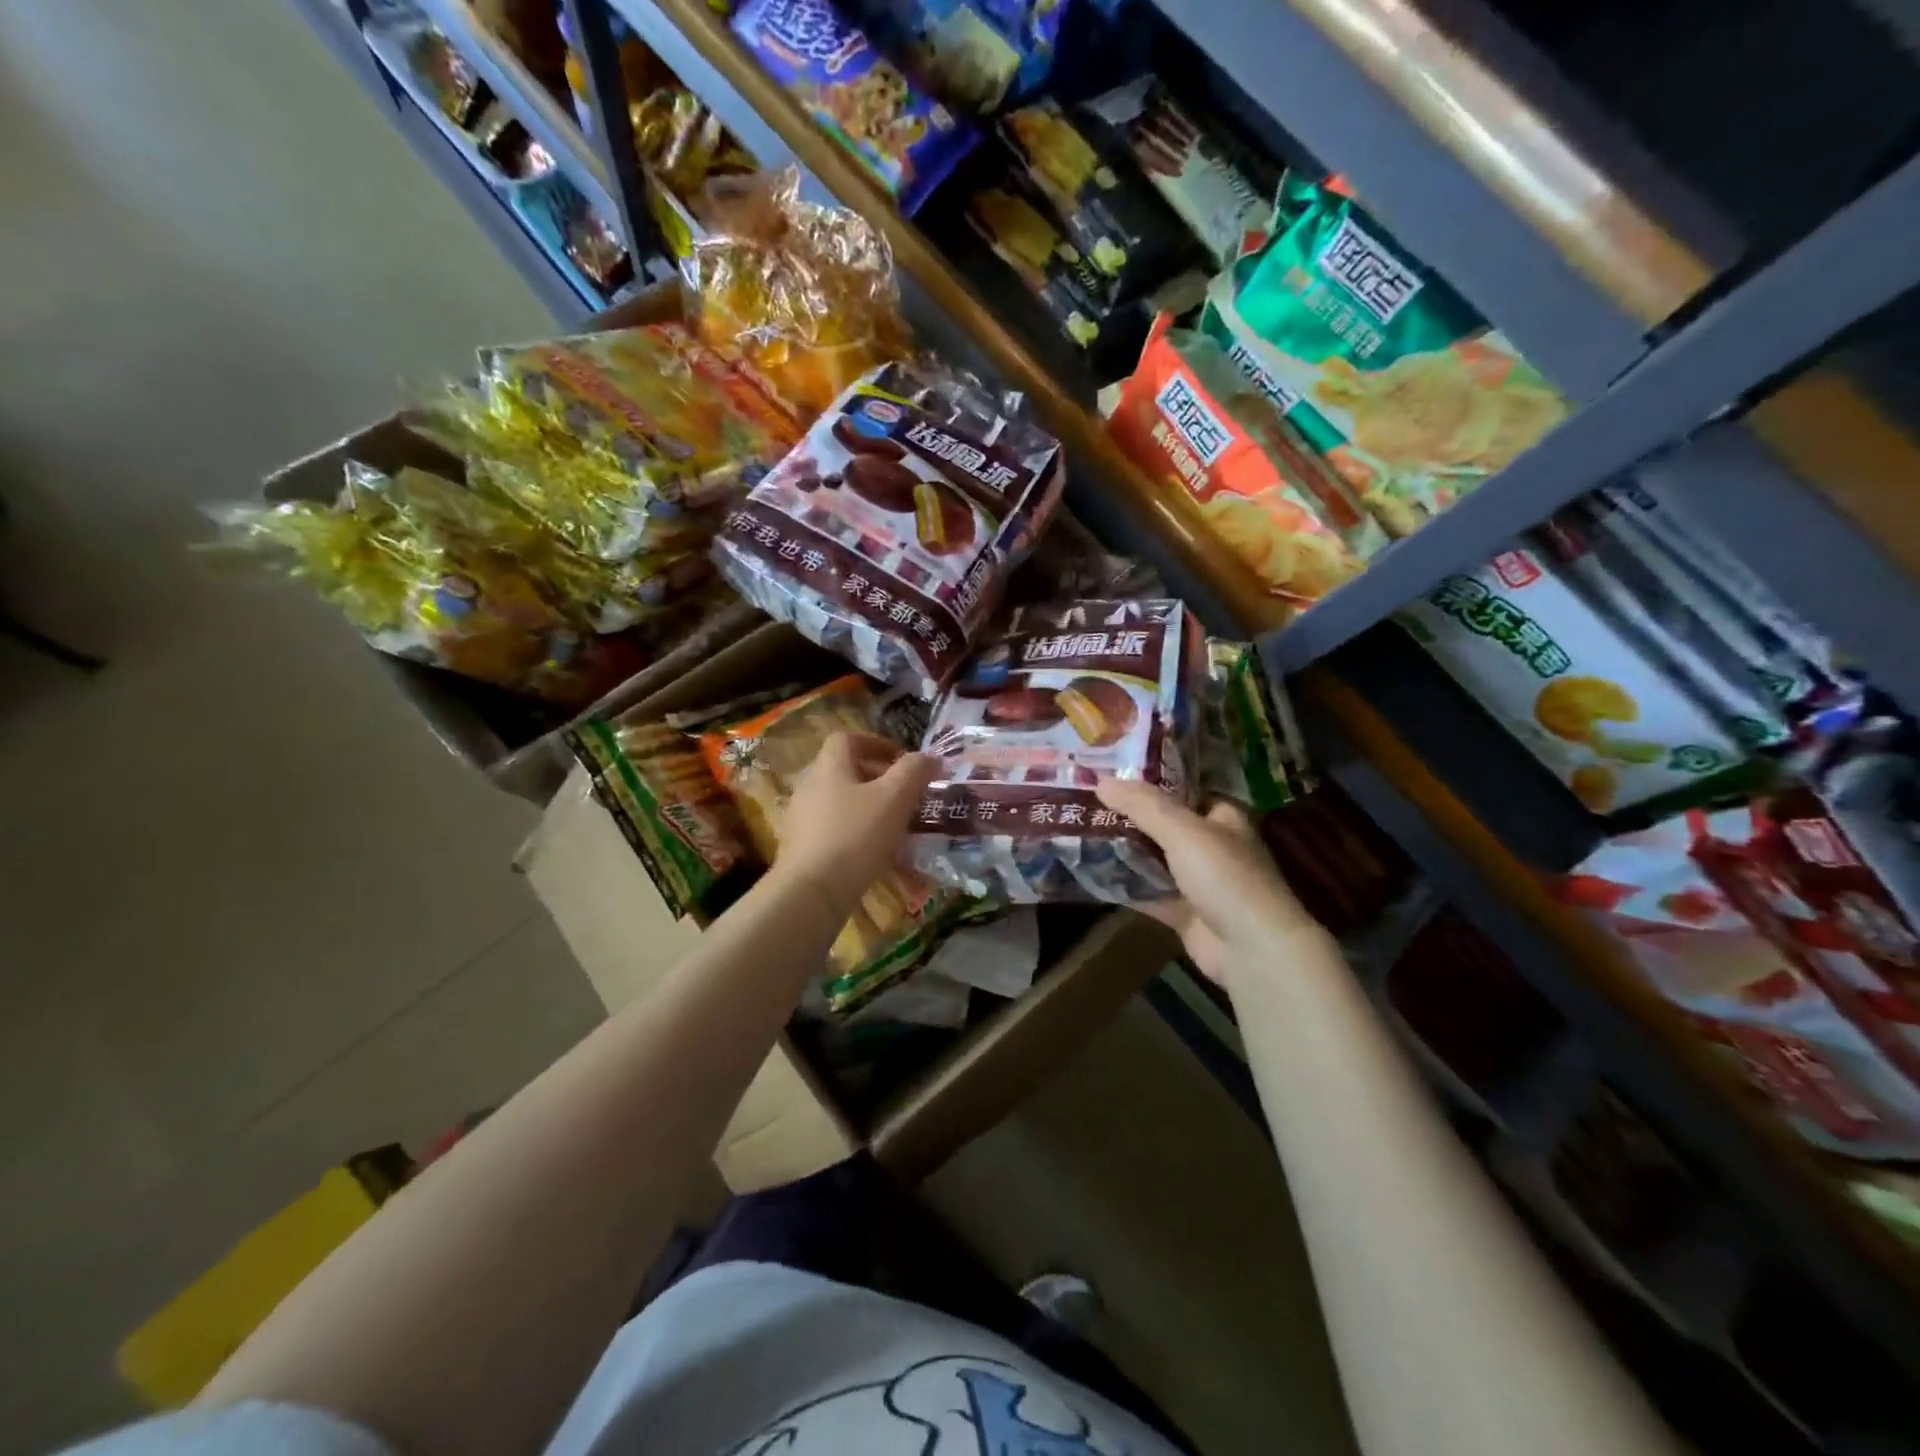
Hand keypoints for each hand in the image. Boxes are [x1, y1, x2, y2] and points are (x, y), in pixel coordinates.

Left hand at [775, 732, 936, 913]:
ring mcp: (801, 819)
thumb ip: (914, 772)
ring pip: (840, 802)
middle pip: (844, 770)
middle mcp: (809, 786)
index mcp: (829, 767)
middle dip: (877, 779)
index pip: (847, 739)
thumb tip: (930, 757)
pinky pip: (832, 829)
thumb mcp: (894, 799)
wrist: (811, 892)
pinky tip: (874, 854)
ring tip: (895, 827)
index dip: (876, 743)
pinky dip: (854, 833)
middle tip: (905, 796)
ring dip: (867, 808)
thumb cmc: (855, 836)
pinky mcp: (800, 848)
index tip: (901, 760)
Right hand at [1097, 778, 1324, 986]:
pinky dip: (1125, 886)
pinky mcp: (1184, 912)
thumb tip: (1101, 780)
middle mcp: (1211, 846)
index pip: (1181, 790)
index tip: (1109, 775)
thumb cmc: (1224, 876)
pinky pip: (1149, 893)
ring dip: (1124, 851)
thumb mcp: (1182, 830)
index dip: (1148, 782)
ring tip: (1080, 832)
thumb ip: (1142, 806)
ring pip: (1154, 860)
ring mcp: (1198, 882)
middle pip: (1163, 825)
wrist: (1251, 948)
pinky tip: (1092, 874)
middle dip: (1128, 817)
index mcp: (1222, 817)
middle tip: (1086, 802)